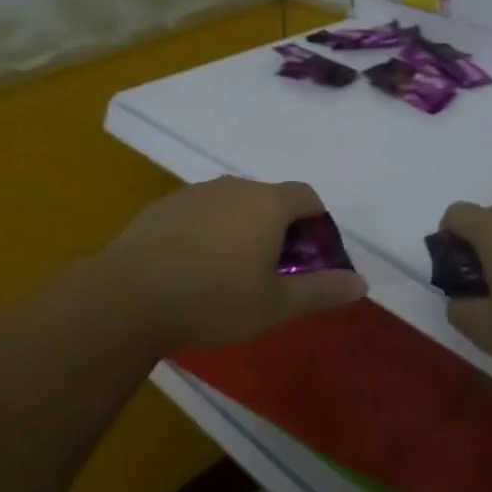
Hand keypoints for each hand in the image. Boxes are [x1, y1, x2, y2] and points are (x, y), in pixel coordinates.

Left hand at [96, 177, 368, 352]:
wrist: (130, 295)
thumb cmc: (213, 299)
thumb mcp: (275, 305)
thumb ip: (322, 291)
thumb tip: (362, 283)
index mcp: (268, 204)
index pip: (307, 196)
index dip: (317, 223)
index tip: (311, 256)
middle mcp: (235, 186)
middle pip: (270, 198)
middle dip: (280, 228)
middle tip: (274, 270)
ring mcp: (196, 192)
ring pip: (234, 204)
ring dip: (243, 228)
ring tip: (232, 270)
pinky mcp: (165, 205)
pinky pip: (202, 211)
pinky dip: (210, 230)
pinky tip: (194, 265)